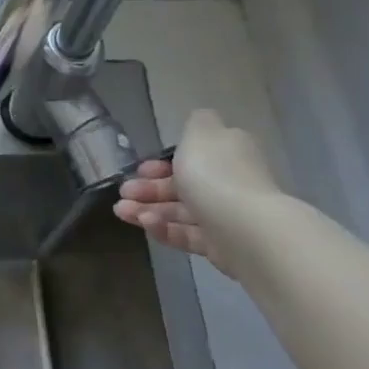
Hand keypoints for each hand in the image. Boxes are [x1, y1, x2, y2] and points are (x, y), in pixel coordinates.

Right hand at [112, 109, 281, 275]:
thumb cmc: (216, 175)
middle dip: (149, 188)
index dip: (162, 163)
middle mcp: (228, 183)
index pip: (193, 157)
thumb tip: (198, 123)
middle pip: (183, 185)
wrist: (246, 228)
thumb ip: (195, 124)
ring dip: (148, 210)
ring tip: (122, 212)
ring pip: (180, 212)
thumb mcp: (200, 134)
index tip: (139, 169)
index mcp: (227, 154)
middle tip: (124, 193)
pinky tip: (146, 224)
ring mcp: (224, 216)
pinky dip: (164, 229)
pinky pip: (187, 235)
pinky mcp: (219, 245)